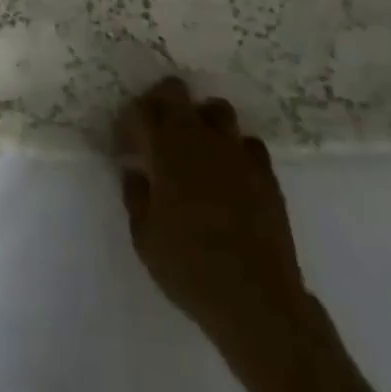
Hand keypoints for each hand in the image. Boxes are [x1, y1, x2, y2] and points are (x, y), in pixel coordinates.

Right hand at [117, 78, 310, 357]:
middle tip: (155, 129)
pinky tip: (231, 173)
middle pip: (175, 91)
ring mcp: (235, 150)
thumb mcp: (145, 239)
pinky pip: (247, 143)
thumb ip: (136, 196)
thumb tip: (135, 171)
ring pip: (216, 109)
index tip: (126, 143)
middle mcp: (199, 137)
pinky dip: (235, 150)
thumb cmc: (190, 268)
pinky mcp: (264, 170)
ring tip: (196, 147)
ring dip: (201, 120)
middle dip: (160, 101)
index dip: (129, 121)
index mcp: (165, 149)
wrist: (256, 299)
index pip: (140, 110)